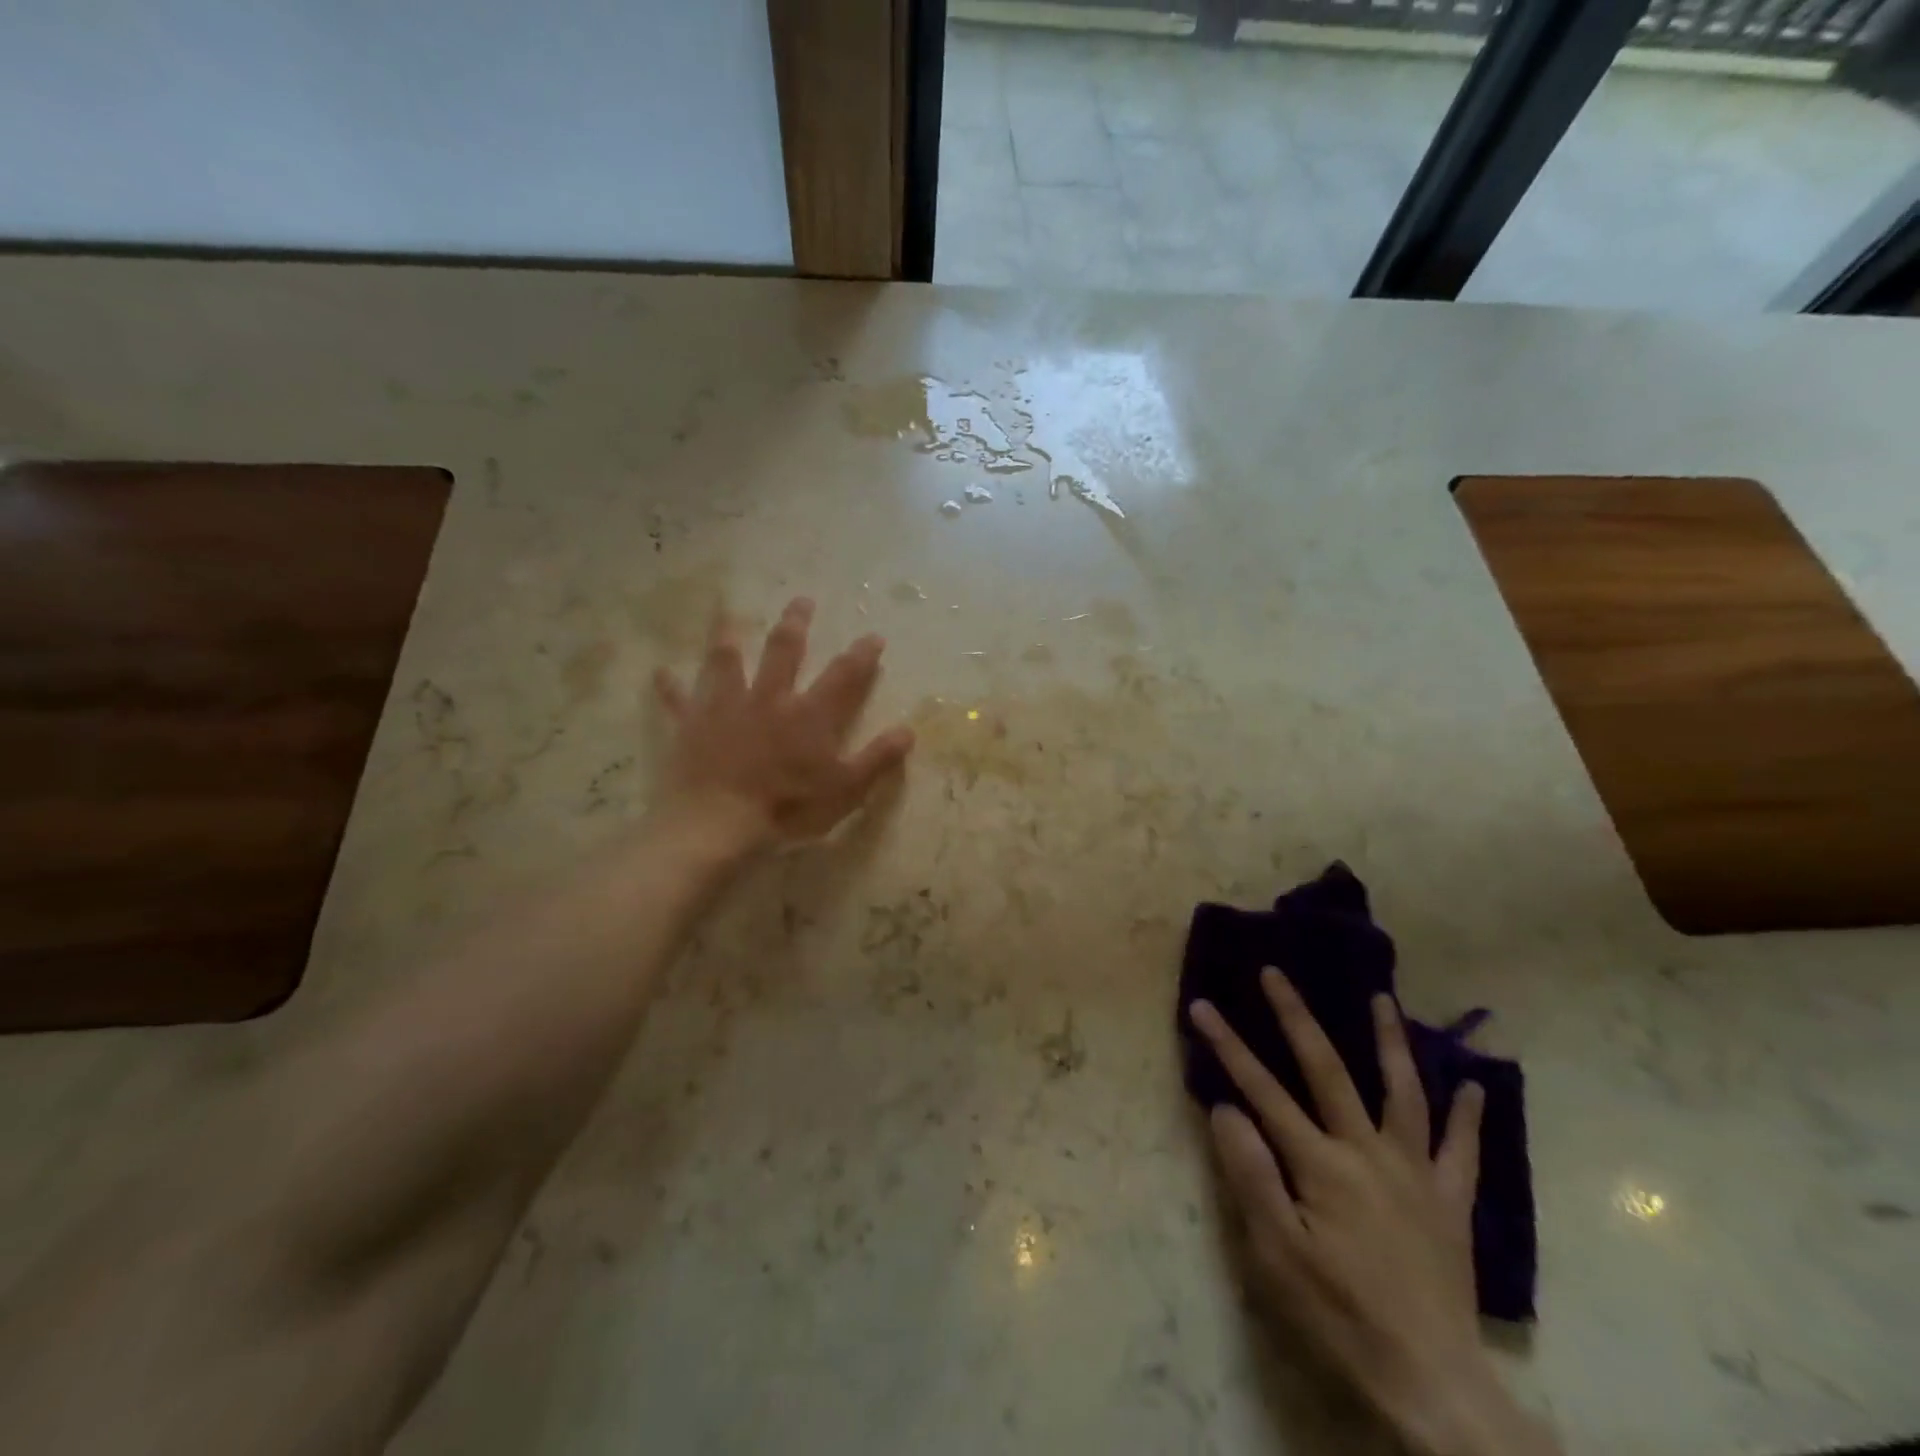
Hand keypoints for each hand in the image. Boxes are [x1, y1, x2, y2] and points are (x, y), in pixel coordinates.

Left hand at [652, 597, 914, 852]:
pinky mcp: (692, 725)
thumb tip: (908, 731)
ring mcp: (726, 708)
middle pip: (784, 651)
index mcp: (809, 715)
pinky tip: (660, 672)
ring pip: (727, 662)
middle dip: (796, 624)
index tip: (874, 636)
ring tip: (728, 613)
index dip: (862, 655)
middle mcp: (769, 699)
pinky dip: (670, 687)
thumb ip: (877, 759)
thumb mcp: (845, 790)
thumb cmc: (787, 809)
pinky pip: (678, 701)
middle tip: (802, 601)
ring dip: (728, 635)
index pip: (843, 675)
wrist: (718, 824)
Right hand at [1190, 974, 1557, 1455]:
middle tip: (1275, 973)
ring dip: (1388, 1041)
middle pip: (1327, 1070)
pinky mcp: (1450, 1203)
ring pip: (1402, 1093)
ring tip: (1381, 999)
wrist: (1432, 1384)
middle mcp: (1368, 1152)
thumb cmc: (1340, 1316)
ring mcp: (1415, 1173)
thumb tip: (1225, 1108)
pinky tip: (1474, 1085)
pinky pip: (1462, 1151)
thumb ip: (1250, 1175)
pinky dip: (1468, 1116)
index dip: (1228, 1046)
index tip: (1201, 1005)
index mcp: (1321, 1165)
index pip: (1262, 1090)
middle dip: (1295, 1017)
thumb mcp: (1276, 1253)